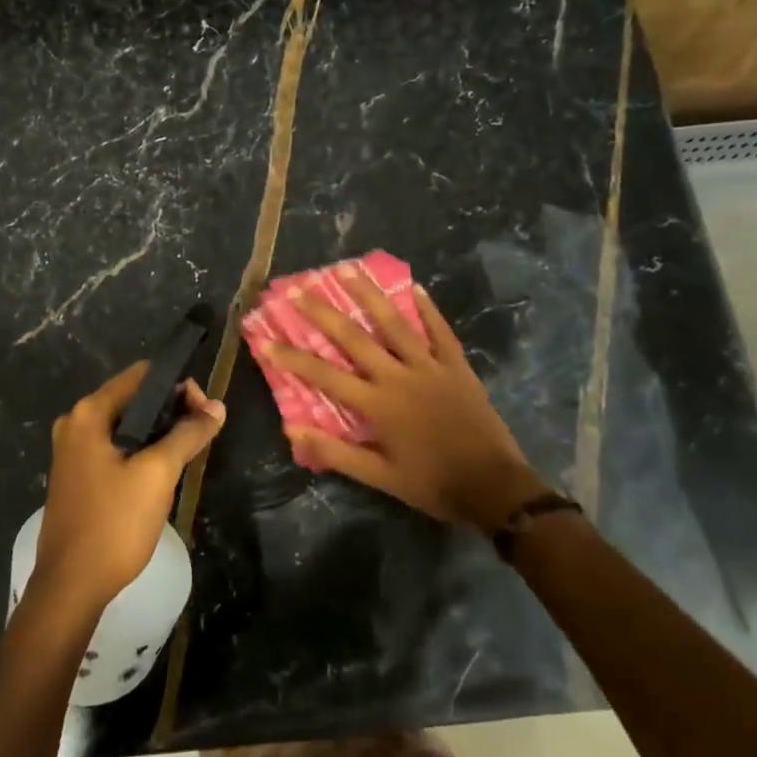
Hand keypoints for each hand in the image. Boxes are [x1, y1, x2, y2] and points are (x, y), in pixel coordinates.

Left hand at [36, 362, 225, 609]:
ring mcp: (73, 450)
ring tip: (187, 453)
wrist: (71, 586)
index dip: (179, 386)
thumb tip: (217, 406)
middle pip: (135, 398)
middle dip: (171, 410)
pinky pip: (116, 447)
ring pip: (127, 425)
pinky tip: (162, 472)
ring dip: (159, 432)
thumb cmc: (114, 523)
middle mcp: (76, 422)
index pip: (142, 375)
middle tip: (201, 435)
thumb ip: (188, 434)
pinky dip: (141, 450)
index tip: (205, 413)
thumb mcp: (158, 474)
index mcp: (89, 413)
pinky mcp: (77, 474)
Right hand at [258, 274, 549, 529]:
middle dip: (323, 312)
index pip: (324, 375)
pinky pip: (439, 330)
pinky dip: (426, 308)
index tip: (264, 337)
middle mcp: (398, 376)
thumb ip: (336, 451)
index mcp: (377, 404)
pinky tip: (414, 287)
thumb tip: (291, 429)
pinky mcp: (456, 365)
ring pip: (394, 323)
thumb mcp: (379, 477)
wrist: (492, 486)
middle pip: (354, 337)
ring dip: (368, 295)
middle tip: (298, 288)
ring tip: (347, 270)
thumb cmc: (431, 483)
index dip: (291, 357)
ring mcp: (430, 366)